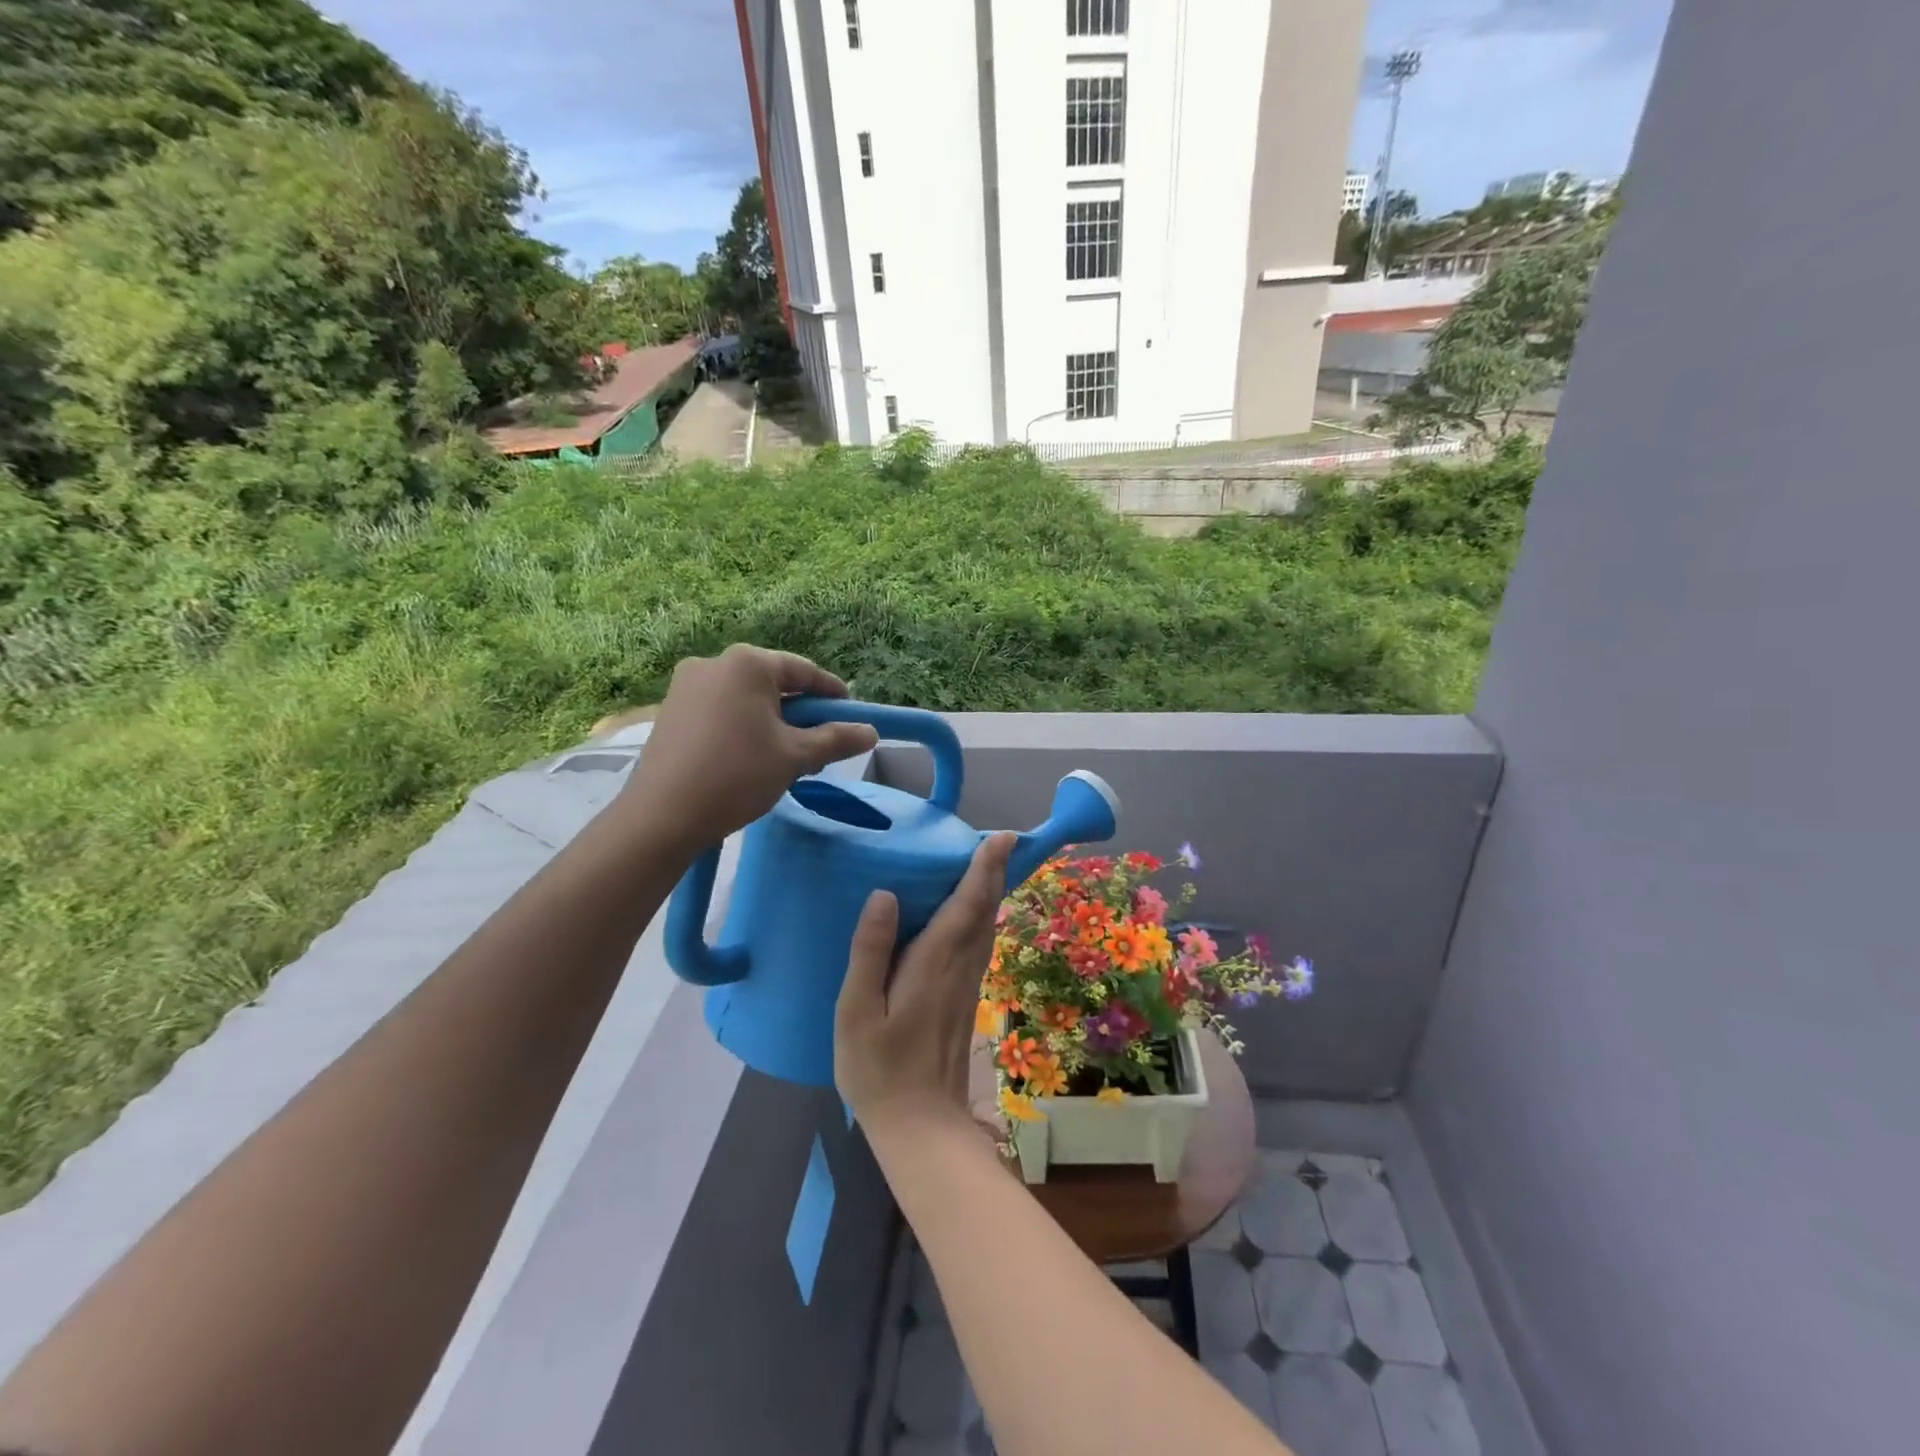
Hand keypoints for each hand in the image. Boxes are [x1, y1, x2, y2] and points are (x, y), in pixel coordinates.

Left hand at [619, 645, 878, 853]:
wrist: (662, 816)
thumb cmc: (738, 775)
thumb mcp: (795, 757)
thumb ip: (836, 739)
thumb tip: (871, 732)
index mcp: (748, 663)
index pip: (804, 671)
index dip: (832, 693)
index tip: (851, 714)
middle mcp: (714, 663)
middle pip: (773, 683)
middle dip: (800, 712)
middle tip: (820, 744)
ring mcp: (686, 686)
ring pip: (746, 698)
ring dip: (772, 722)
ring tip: (787, 756)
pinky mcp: (670, 710)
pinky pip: (720, 710)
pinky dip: (743, 727)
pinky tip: (750, 758)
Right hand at [836, 833, 1015, 1141]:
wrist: (921, 1126)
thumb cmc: (879, 1069)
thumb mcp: (857, 1011)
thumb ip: (870, 951)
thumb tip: (885, 894)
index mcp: (935, 963)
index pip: (968, 904)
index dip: (985, 868)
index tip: (1002, 837)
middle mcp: (961, 968)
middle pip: (985, 911)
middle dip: (994, 872)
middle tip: (999, 840)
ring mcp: (968, 986)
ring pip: (987, 928)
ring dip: (991, 893)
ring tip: (988, 865)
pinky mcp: (965, 1000)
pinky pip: (980, 945)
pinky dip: (982, 918)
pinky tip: (971, 915)